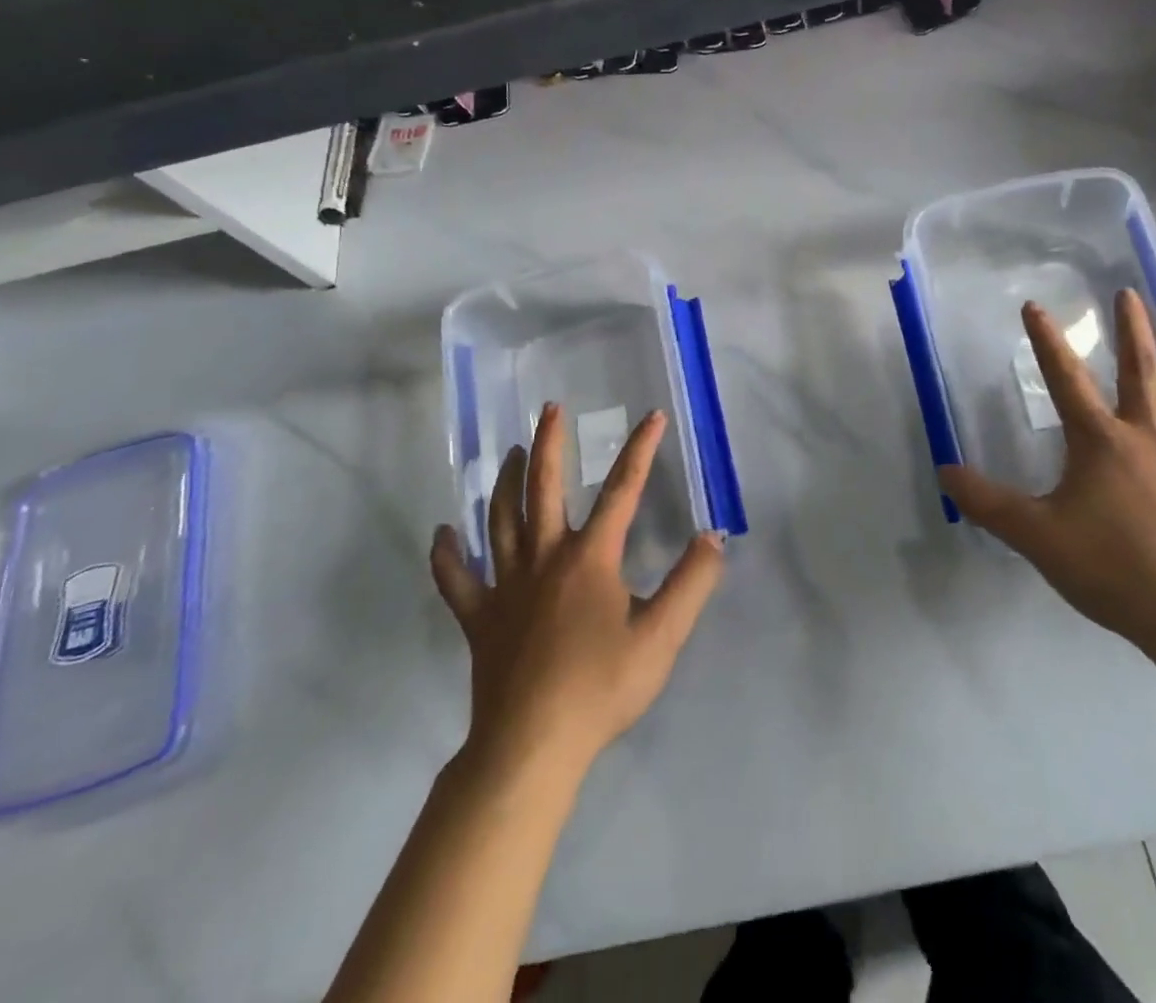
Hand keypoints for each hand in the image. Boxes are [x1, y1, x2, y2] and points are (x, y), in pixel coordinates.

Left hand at [430, 404, 725, 773]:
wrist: (532, 746)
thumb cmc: (601, 688)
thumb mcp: (662, 637)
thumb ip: (691, 583)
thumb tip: (712, 537)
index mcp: (590, 558)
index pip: (622, 490)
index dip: (640, 450)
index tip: (651, 417)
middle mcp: (545, 557)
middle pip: (542, 488)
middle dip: (548, 444)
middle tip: (549, 409)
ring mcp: (506, 585)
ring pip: (500, 520)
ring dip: (503, 482)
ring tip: (508, 454)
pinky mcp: (480, 617)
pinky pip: (457, 579)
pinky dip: (448, 554)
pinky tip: (443, 534)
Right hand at [939, 290, 1155, 661]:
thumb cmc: (1110, 569)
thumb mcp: (1035, 536)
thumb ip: (987, 503)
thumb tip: (945, 471)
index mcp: (1101, 442)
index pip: (1066, 380)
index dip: (1047, 341)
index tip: (1035, 306)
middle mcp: (1151, 437)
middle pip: (1143, 370)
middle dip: (1133, 328)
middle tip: (1128, 292)